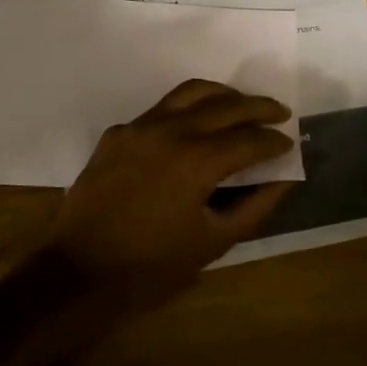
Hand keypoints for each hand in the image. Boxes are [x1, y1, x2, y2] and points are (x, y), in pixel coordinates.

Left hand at [48, 80, 296, 311]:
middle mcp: (170, 131)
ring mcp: (139, 127)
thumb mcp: (213, 243)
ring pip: (190, 93)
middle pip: (225, 105)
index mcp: (196, 161)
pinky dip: (186, 109)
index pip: (248, 139)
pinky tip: (194, 127)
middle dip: (258, 107)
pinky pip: (160, 109)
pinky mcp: (118, 133)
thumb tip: (283, 180)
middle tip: (279, 113)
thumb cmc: (151, 267)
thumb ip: (254, 207)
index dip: (273, 141)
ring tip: (241, 105)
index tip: (288, 144)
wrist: (78, 272)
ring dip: (223, 95)